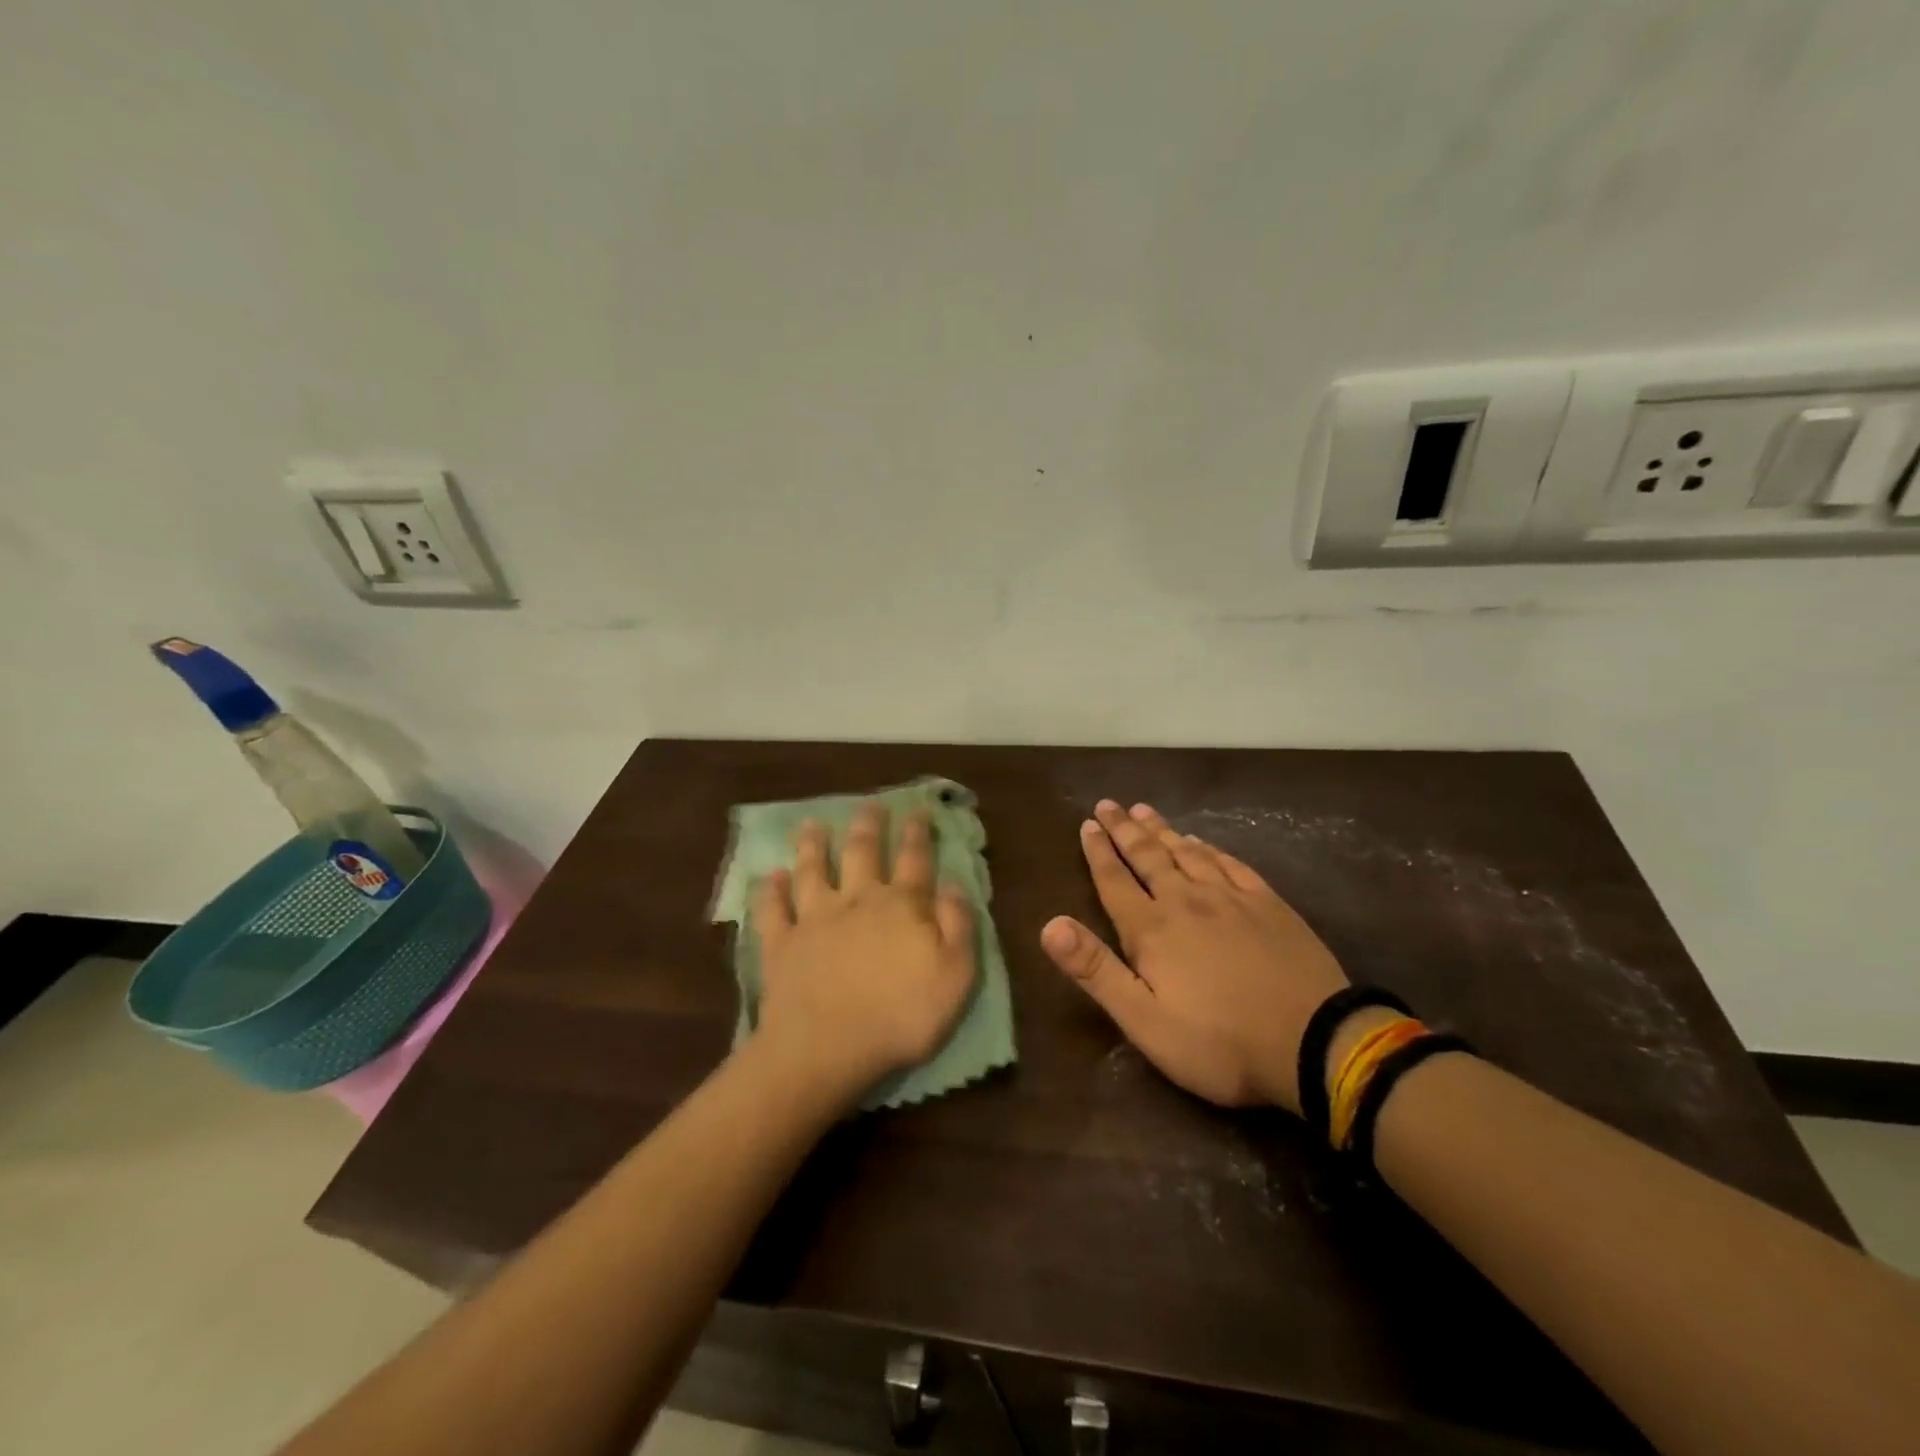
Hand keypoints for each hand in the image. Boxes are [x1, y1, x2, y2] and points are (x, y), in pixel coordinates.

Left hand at [751, 804, 977, 1101]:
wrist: (826, 1046)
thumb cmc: (900, 1015)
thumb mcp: (955, 975)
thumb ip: (958, 925)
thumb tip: (954, 884)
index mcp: (901, 905)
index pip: (914, 859)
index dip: (917, 832)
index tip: (917, 809)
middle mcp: (856, 899)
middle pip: (861, 852)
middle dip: (867, 825)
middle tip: (869, 804)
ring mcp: (814, 918)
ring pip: (812, 869)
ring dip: (812, 844)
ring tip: (811, 824)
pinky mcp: (781, 943)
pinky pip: (772, 909)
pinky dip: (769, 890)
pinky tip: (769, 876)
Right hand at [1040, 801, 1348, 1113]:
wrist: (1315, 1042)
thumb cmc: (1220, 1043)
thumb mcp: (1145, 1021)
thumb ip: (1096, 970)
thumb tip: (1049, 925)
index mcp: (1152, 929)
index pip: (1115, 881)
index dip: (1098, 852)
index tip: (1087, 824)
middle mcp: (1186, 900)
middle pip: (1148, 856)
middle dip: (1124, 830)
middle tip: (1108, 804)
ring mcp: (1231, 898)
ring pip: (1186, 852)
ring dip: (1161, 830)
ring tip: (1143, 810)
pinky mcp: (1268, 904)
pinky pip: (1230, 864)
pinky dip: (1209, 848)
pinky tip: (1200, 841)